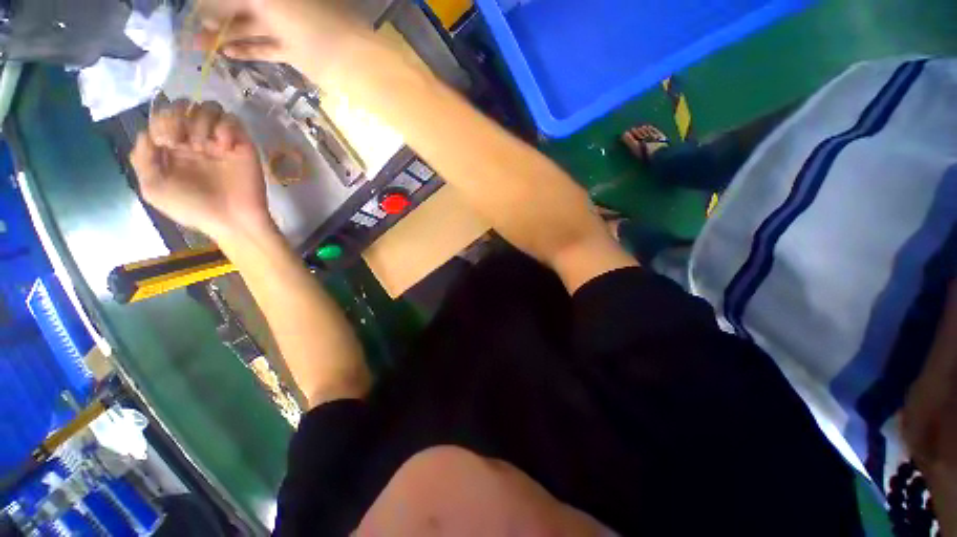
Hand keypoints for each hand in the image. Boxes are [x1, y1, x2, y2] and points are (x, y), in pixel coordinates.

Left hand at [130, 100, 272, 241]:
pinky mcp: (242, 144)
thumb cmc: (192, 207)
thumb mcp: (153, 188)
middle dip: (178, 117)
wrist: (233, 220)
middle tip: (183, 142)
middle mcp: (195, 140)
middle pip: (183, 105)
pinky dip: (225, 127)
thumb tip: (148, 133)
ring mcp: (219, 141)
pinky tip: (224, 146)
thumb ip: (142, 158)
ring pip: (208, 107)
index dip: (161, 121)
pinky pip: (233, 119)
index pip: (162, 115)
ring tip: (206, 147)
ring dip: (202, 121)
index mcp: (172, 148)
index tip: (166, 143)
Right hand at [195, 0, 369, 81]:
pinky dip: (248, 50)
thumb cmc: (306, 17)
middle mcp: (280, 3)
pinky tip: (227, 54)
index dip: (218, 2)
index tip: (197, 8)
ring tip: (200, 44)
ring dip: (226, 35)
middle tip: (194, 27)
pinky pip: (267, 48)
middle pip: (242, 7)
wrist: (346, 57)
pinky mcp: (295, 50)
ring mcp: (288, 27)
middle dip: (217, 16)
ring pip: (252, 28)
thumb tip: (208, 6)